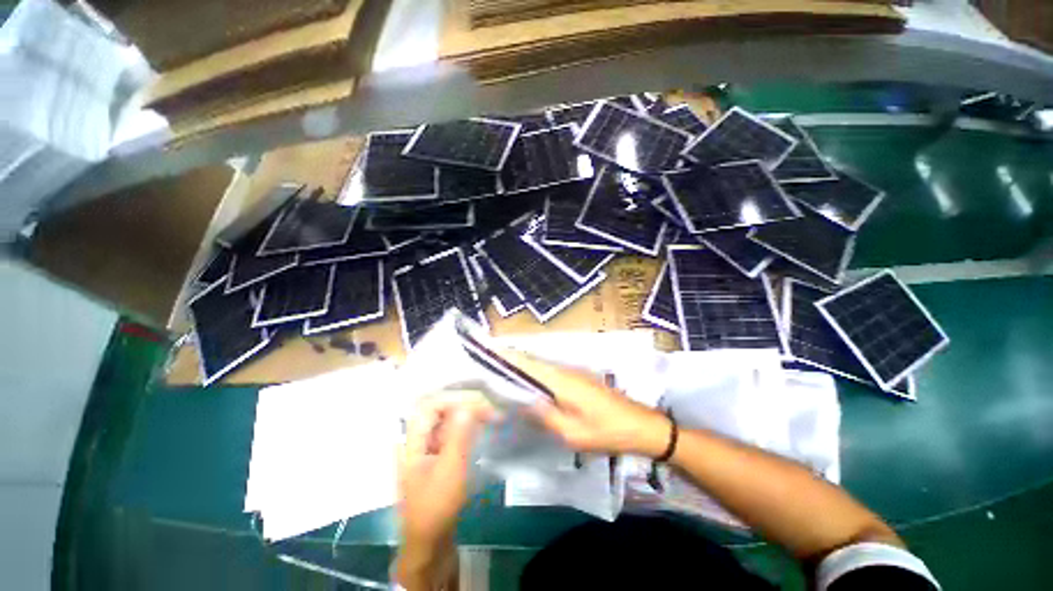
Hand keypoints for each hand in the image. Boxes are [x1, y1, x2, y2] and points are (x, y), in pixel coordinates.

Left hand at [397, 391, 496, 548]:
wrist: (429, 541)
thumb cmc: (436, 505)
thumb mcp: (450, 469)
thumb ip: (458, 435)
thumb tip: (467, 406)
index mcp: (411, 440)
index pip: (431, 405)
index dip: (456, 400)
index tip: (480, 405)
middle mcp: (415, 438)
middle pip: (439, 409)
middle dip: (465, 404)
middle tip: (490, 409)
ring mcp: (425, 446)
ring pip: (446, 419)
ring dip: (468, 413)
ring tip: (490, 414)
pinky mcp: (436, 454)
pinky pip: (451, 431)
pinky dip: (466, 425)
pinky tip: (480, 426)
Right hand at [499, 349, 671, 457]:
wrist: (641, 426)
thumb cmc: (606, 431)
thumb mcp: (572, 432)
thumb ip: (544, 416)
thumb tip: (521, 400)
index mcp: (561, 380)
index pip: (528, 363)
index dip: (507, 357)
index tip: (487, 353)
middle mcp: (565, 370)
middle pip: (533, 362)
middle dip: (511, 362)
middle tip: (488, 368)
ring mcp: (573, 373)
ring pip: (541, 368)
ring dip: (523, 369)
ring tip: (501, 375)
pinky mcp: (579, 379)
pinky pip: (551, 374)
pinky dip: (536, 376)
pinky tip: (529, 387)